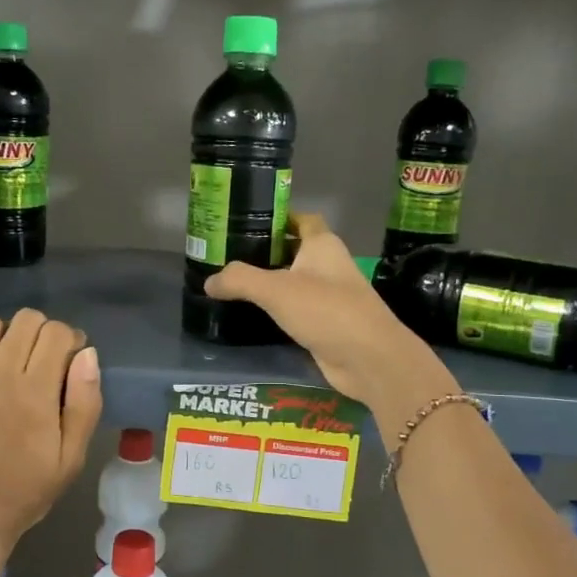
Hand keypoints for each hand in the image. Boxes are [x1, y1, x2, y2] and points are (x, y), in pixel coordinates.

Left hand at [0, 309, 102, 573]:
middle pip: (25, 320)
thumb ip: (85, 403)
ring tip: (4, 360)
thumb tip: (87, 354)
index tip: (68, 360)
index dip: (69, 339)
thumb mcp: (71, 457)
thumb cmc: (25, 492)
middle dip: (41, 333)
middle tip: (39, 360)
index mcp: (35, 393)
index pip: (57, 333)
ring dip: (3, 335)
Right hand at [203, 214, 455, 429]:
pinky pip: (296, 310)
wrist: (368, 359)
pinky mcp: (326, 324)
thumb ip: (239, 280)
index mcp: (323, 245)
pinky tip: (253, 315)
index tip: (247, 221)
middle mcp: (328, 266)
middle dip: (266, 251)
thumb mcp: (276, 289)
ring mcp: (330, 296)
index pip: (302, 220)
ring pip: (294, 282)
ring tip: (232, 284)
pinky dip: (277, 310)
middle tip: (228, 256)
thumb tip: (208, 282)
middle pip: (294, 250)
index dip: (279, 217)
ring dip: (270, 283)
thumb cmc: (326, 310)